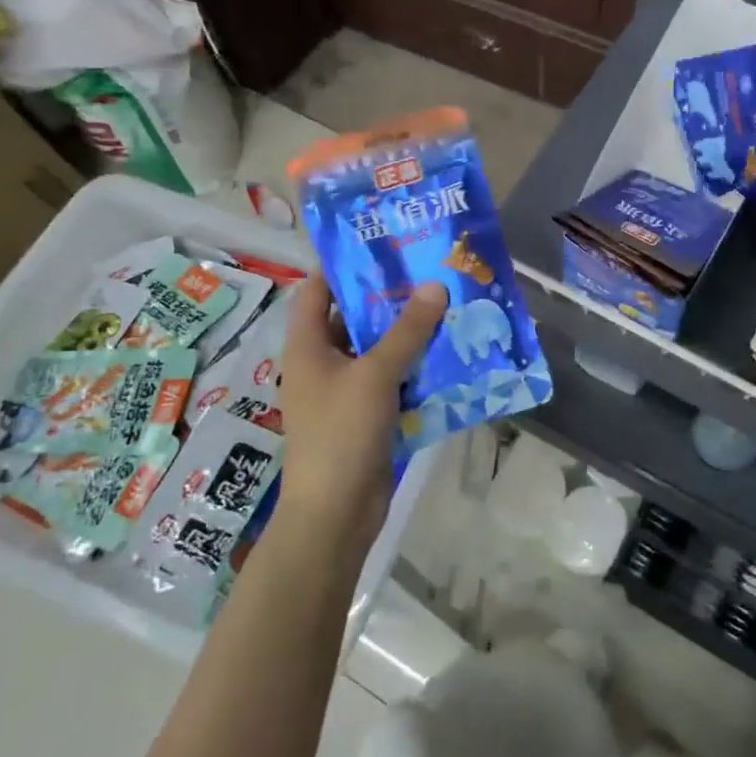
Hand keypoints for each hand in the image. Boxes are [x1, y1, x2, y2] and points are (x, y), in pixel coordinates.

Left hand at [275, 275, 446, 547]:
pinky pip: (392, 379)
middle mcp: (323, 363)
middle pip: (352, 318)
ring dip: (407, 333)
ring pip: (377, 350)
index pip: (316, 290)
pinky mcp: (367, 415)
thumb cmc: (342, 434)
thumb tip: (434, 286)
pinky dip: (414, 366)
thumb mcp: (375, 375)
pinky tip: (448, 353)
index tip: (379, 243)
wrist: (336, 514)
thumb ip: (407, 331)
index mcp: (307, 346)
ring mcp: (344, 391)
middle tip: (427, 271)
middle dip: (387, 297)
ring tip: (445, 304)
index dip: (341, 265)